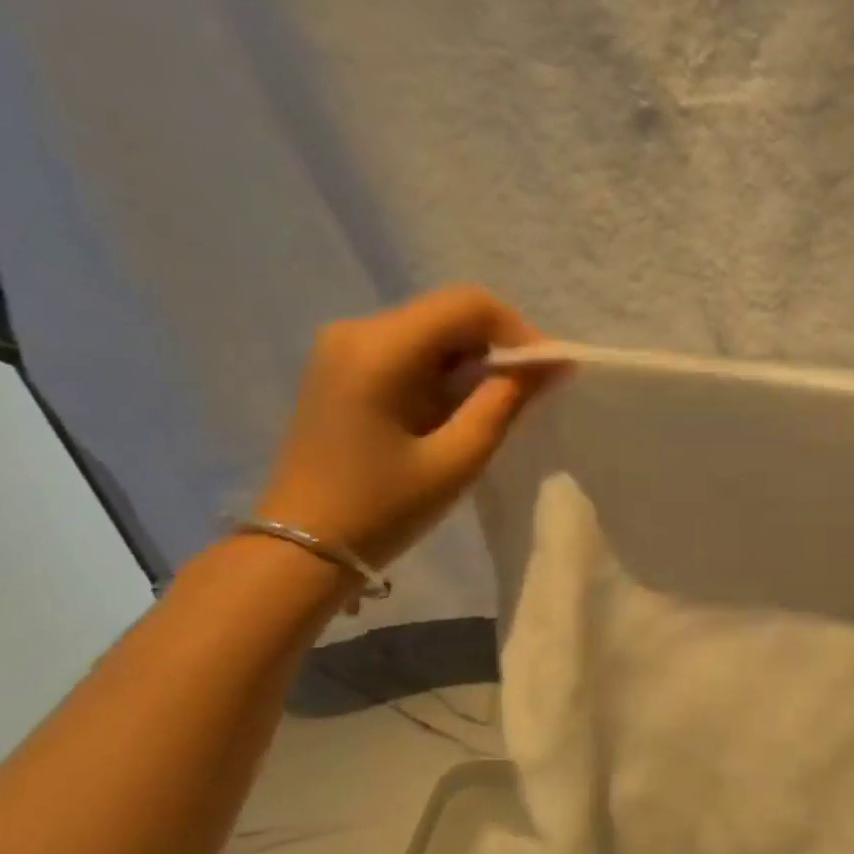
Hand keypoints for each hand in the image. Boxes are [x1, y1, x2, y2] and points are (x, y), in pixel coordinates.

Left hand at [255, 287, 549, 569]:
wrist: (302, 548)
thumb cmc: (383, 508)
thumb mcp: (459, 458)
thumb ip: (507, 401)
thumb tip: (551, 363)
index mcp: (380, 348)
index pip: (468, 305)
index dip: (519, 332)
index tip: (546, 375)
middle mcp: (356, 330)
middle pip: (449, 312)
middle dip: (499, 346)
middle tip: (530, 393)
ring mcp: (343, 347)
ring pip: (433, 329)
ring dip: (474, 360)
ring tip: (497, 407)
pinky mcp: (342, 367)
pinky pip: (411, 348)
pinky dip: (446, 369)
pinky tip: (458, 409)